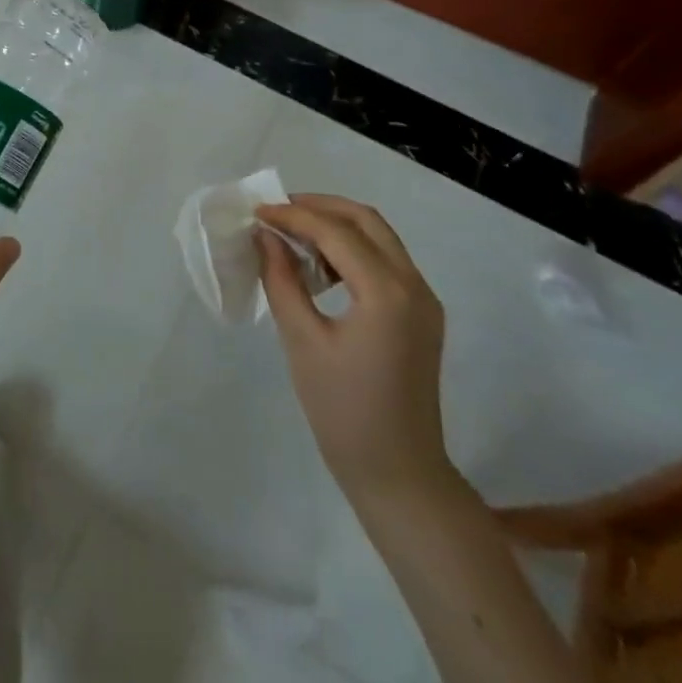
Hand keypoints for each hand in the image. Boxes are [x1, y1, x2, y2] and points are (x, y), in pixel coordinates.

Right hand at [257, 194, 451, 506]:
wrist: (399, 475)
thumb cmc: (343, 412)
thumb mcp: (302, 341)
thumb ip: (282, 280)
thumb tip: (266, 236)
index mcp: (386, 292)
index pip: (335, 231)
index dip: (293, 215)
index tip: (257, 212)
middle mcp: (413, 285)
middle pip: (365, 220)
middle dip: (319, 207)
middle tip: (278, 212)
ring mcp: (424, 300)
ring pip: (379, 237)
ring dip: (337, 226)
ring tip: (294, 236)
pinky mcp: (422, 315)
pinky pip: (387, 261)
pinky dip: (353, 249)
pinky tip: (321, 267)